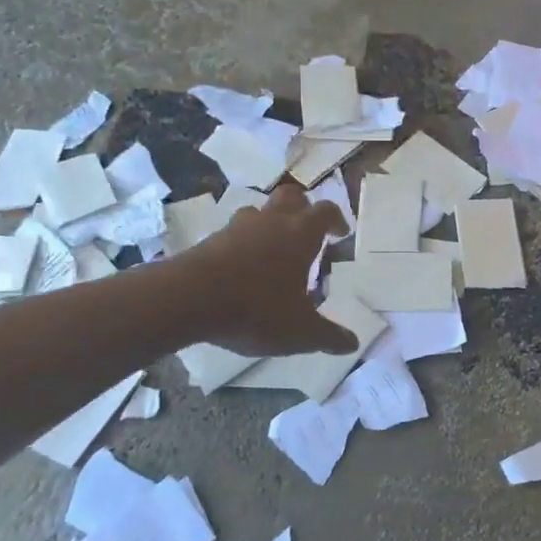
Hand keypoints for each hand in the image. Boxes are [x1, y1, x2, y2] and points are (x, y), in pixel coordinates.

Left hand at [181, 184, 357, 356]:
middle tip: (308, 231)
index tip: (340, 233)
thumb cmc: (256, 308)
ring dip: (269, 224)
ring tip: (273, 251)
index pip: (325, 212)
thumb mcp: (300, 332)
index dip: (336, 219)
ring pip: (258, 212)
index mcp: (300, 235)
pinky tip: (243, 270)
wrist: (188, 299)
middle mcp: (271, 222)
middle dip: (303, 208)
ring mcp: (237, 228)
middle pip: (291, 196)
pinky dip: (243, 244)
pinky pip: (233, 234)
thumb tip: (352, 344)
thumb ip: (328, 337)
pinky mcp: (209, 240)